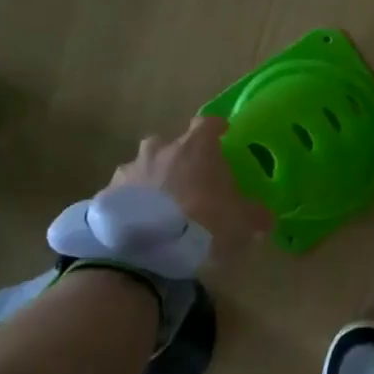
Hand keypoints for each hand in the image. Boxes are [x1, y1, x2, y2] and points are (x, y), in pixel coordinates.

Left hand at [106, 114, 272, 257]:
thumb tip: (265, 218)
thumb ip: (256, 215)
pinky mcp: (107, 194)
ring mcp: (130, 170)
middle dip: (179, 156)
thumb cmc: (203, 222)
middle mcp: (160, 149)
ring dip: (153, 178)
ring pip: (144, 165)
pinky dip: (132, 202)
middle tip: (189, 178)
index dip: (216, 128)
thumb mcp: (242, 222)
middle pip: (171, 143)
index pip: (208, 124)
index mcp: (196, 147)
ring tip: (161, 204)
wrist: (146, 249)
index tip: (223, 134)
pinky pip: (124, 192)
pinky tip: (139, 222)